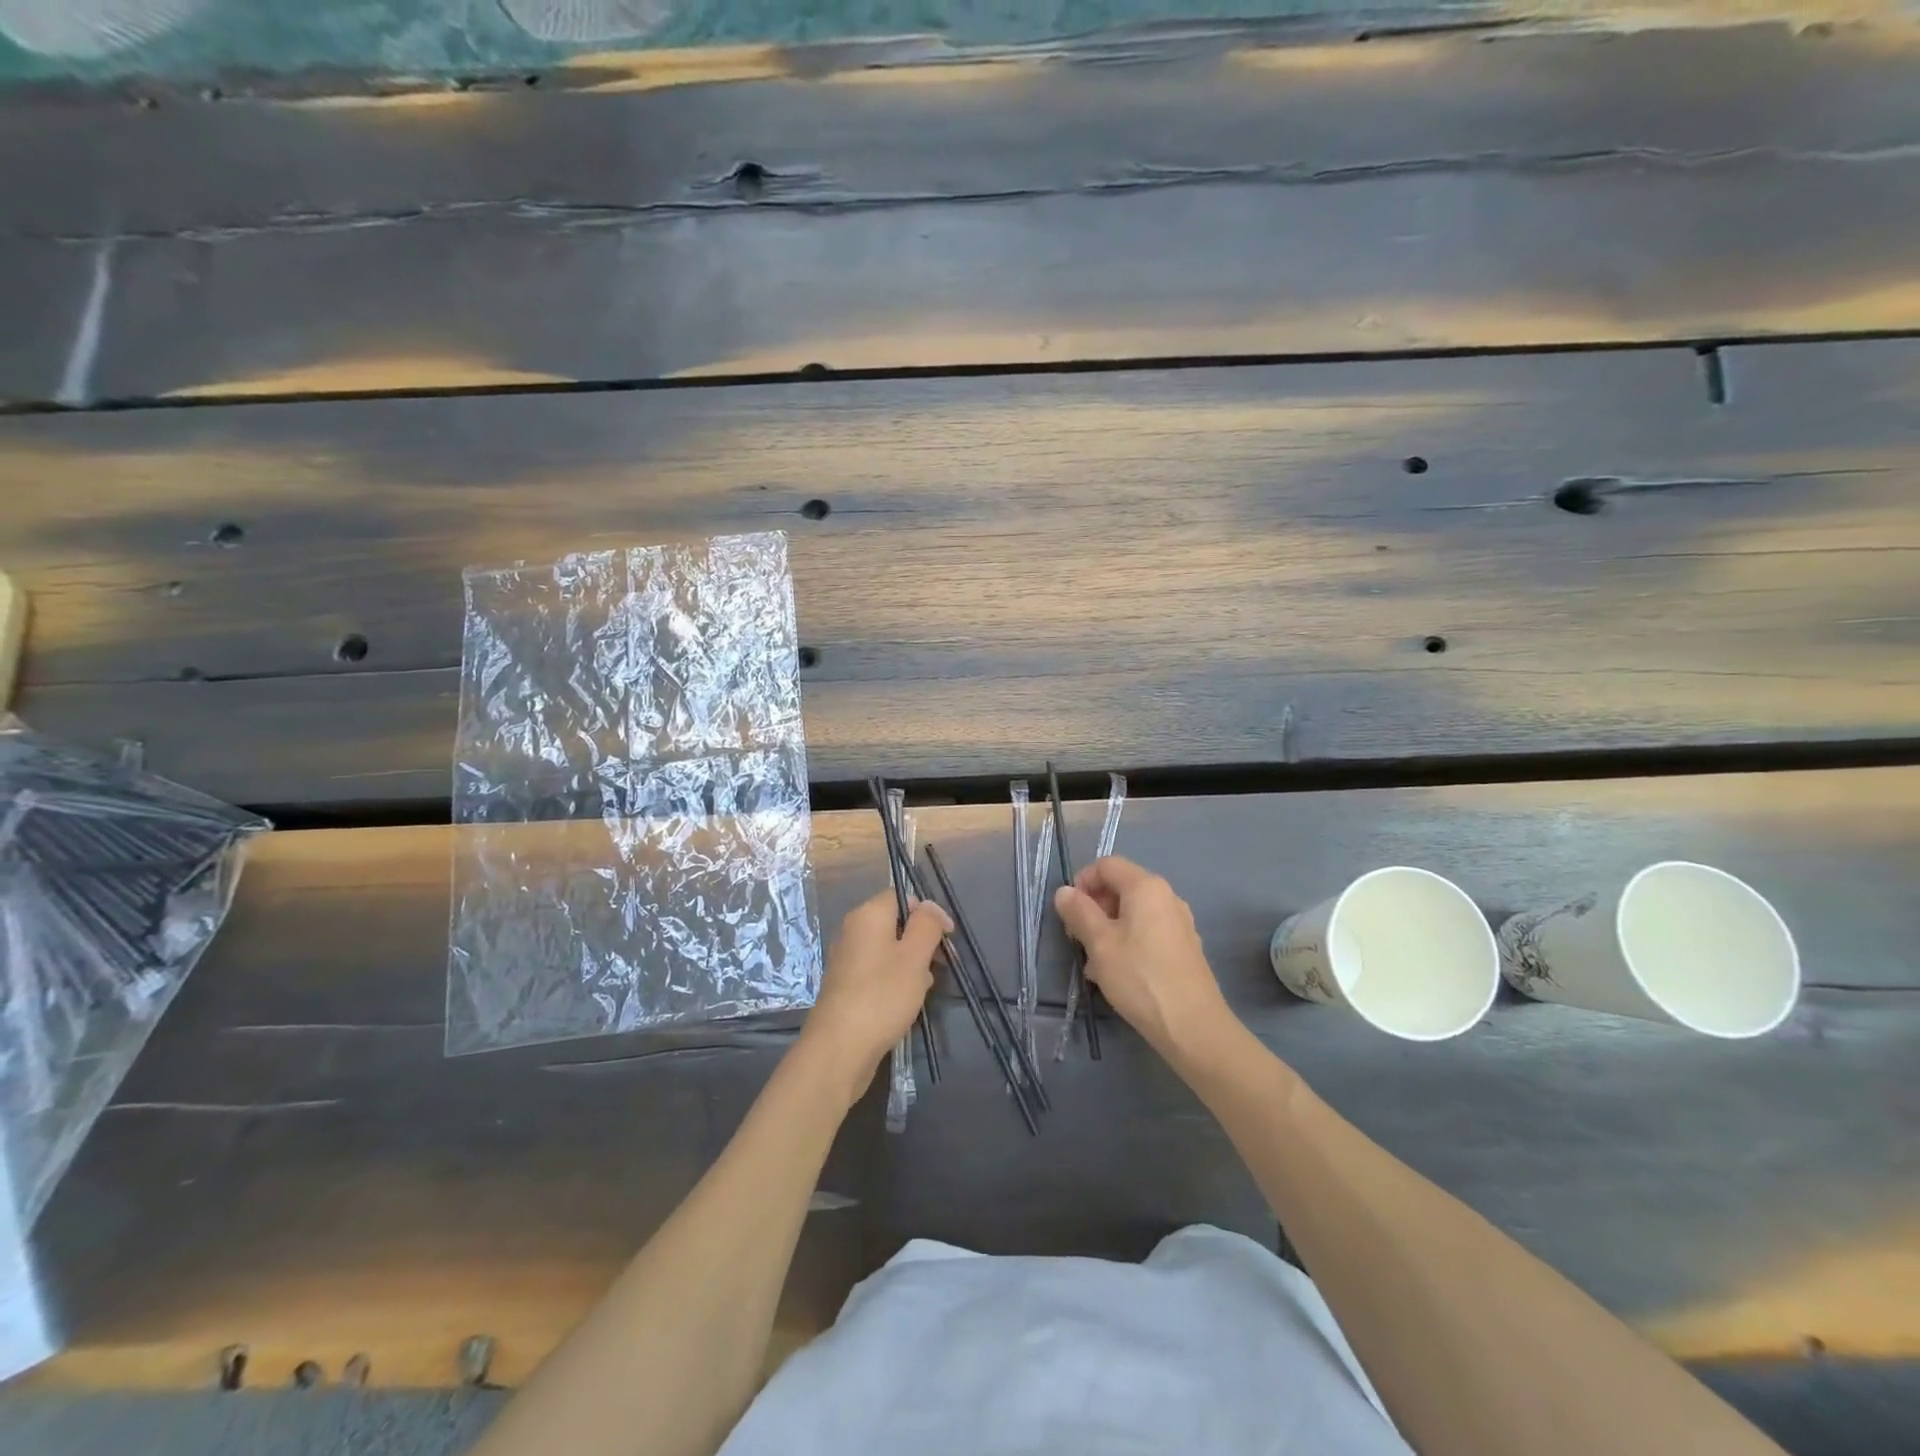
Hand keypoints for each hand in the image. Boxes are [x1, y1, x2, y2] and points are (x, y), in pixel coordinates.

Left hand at [800, 889, 951, 1104]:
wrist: (839, 1048)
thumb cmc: (882, 995)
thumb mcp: (915, 956)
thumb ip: (927, 924)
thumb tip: (930, 907)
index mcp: (868, 915)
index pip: (903, 897)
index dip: (928, 913)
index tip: (947, 938)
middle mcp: (853, 930)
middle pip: (896, 924)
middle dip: (921, 943)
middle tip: (937, 967)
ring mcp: (847, 959)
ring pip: (889, 950)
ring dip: (910, 966)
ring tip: (921, 990)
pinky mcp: (846, 985)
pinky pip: (878, 971)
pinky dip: (894, 981)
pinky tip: (904, 1004)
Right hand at [1054, 856, 1235, 1067]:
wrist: (1193, 1026)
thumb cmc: (1140, 977)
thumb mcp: (1099, 943)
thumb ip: (1078, 912)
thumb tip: (1064, 892)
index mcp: (1146, 887)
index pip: (1106, 865)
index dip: (1082, 882)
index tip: (1069, 913)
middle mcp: (1166, 897)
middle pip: (1121, 888)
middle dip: (1094, 909)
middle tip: (1078, 939)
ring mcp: (1179, 923)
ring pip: (1133, 914)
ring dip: (1108, 930)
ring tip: (1095, 964)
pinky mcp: (1184, 948)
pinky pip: (1148, 933)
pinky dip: (1128, 943)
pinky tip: (1118, 974)